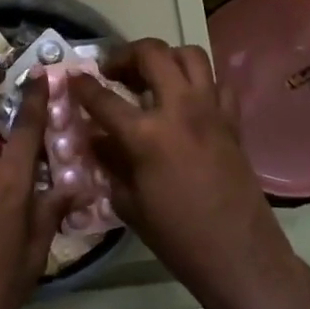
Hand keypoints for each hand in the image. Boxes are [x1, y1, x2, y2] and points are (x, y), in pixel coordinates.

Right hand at [71, 39, 295, 303]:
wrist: (238, 254)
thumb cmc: (176, 236)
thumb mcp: (128, 203)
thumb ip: (109, 162)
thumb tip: (95, 138)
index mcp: (146, 134)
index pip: (103, 98)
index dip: (82, 85)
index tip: (72, 78)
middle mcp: (179, 109)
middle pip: (151, 54)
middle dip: (125, 54)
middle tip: (113, 71)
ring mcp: (211, 110)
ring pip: (190, 55)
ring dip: (166, 57)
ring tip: (151, 75)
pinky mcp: (233, 120)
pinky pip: (218, 83)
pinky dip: (200, 83)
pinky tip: (188, 100)